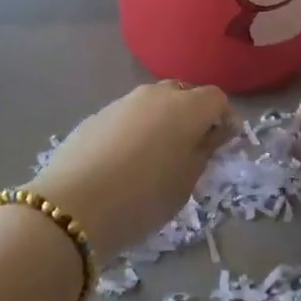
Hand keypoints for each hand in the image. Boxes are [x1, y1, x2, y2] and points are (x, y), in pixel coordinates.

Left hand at [28, 81, 230, 260]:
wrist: (73, 207)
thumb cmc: (143, 198)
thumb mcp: (185, 183)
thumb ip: (204, 151)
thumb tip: (214, 132)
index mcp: (186, 107)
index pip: (217, 99)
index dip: (226, 118)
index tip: (227, 142)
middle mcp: (156, 94)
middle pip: (184, 94)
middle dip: (194, 115)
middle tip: (194, 147)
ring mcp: (123, 102)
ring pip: (154, 102)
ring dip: (163, 120)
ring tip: (159, 154)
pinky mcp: (97, 115)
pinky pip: (128, 115)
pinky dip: (137, 129)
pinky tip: (128, 159)